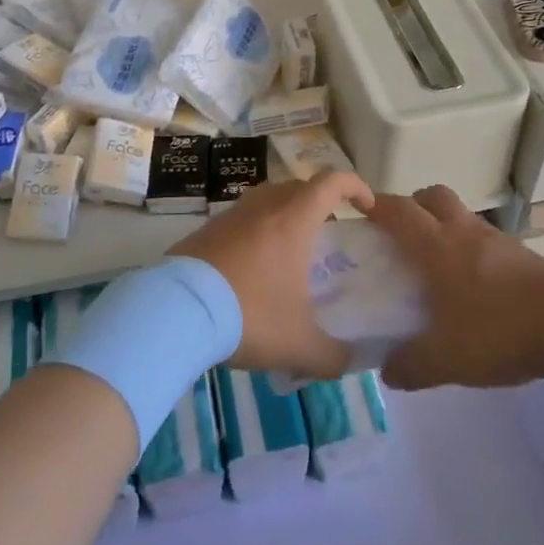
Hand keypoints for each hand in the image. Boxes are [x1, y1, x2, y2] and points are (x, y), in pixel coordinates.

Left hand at [171, 173, 373, 378]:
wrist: (176, 312)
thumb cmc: (249, 315)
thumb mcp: (300, 346)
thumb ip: (333, 356)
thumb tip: (350, 363)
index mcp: (294, 220)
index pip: (332, 182)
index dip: (355, 187)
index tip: (367, 207)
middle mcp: (262, 207)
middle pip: (298, 187)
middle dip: (319, 202)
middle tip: (328, 233)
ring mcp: (229, 216)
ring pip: (265, 201)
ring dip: (283, 215)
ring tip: (289, 251)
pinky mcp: (203, 232)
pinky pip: (238, 222)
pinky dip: (253, 234)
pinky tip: (250, 269)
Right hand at [370, 185, 543, 391]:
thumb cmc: (500, 331)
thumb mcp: (446, 359)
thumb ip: (410, 366)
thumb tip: (387, 372)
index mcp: (437, 246)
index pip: (398, 211)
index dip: (375, 204)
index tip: (357, 206)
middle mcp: (464, 232)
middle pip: (432, 196)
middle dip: (411, 205)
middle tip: (399, 232)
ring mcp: (497, 241)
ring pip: (461, 215)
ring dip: (442, 225)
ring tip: (434, 262)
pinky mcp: (523, 256)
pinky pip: (484, 239)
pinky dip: (470, 248)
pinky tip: (472, 285)